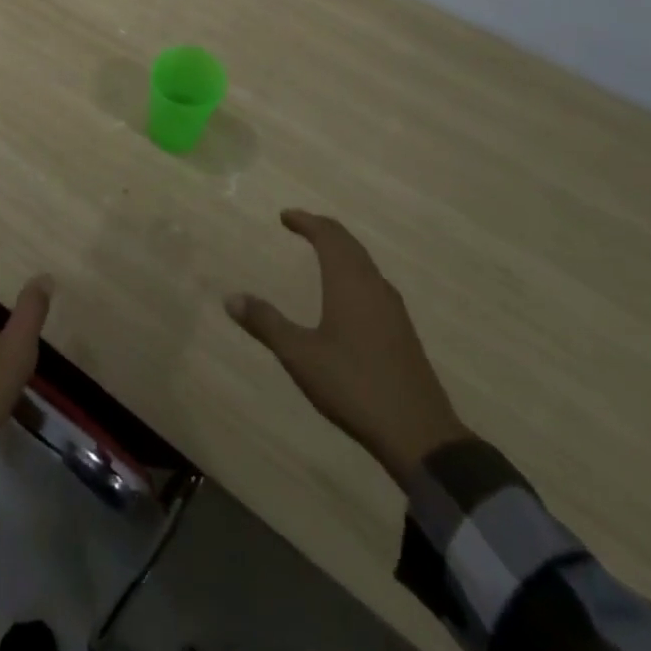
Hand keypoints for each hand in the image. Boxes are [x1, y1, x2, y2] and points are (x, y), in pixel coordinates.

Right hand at [227, 209, 467, 486]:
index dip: (307, 221)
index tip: (285, 216)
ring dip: (342, 251)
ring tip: (321, 252)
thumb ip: (266, 324)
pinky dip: (354, 272)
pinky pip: (374, 283)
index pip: (329, 236)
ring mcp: (393, 309)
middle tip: (301, 225)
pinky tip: (349, 295)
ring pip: (365, 264)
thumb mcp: (300, 355)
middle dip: (324, 231)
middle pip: (350, 245)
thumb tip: (231, 298)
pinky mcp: (402, 331)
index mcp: (350, 283)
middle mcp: (374, 286)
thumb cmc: (353, 385)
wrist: (419, 434)